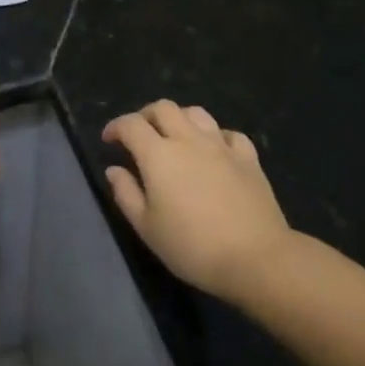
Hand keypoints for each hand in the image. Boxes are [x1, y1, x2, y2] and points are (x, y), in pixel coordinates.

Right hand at [103, 101, 293, 302]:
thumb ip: (126, 194)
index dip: (115, 127)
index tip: (109, 140)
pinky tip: (214, 150)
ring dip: (179, 118)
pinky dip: (215, 136)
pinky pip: (228, 133)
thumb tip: (114, 170)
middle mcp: (188, 140)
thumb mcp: (147, 227)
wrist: (255, 257)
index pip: (131, 125)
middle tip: (139, 135)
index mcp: (158, 155)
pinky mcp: (248, 157)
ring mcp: (221, 145)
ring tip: (174, 137)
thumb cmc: (192, 246)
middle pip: (163, 108)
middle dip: (145, 115)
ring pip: (196, 113)